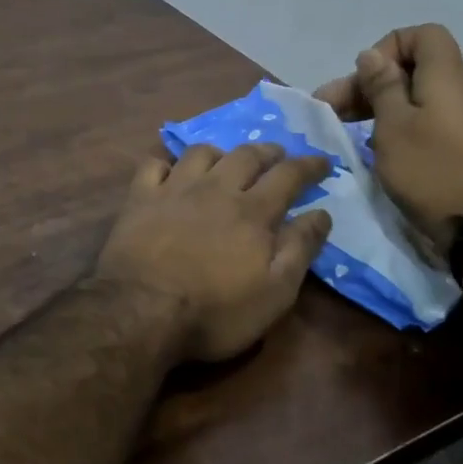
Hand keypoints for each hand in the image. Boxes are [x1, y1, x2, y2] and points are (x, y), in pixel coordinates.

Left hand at [96, 144, 332, 361]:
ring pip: (201, 153)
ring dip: (220, 152)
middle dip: (267, 152)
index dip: (309, 166)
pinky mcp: (139, 198)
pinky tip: (170, 171)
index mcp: (252, 212)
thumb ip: (300, 249)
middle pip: (245, 156)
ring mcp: (174, 190)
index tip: (322, 161)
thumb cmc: (214, 311)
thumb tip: (322, 213)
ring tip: (226, 159)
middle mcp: (215, 189)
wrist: (141, 311)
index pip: (288, 176)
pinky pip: (153, 165)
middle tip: (278, 154)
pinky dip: (166, 163)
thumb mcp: (274, 293)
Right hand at [313, 24, 462, 240]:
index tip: (365, 80)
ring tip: (354, 134)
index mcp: (446, 76)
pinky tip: (386, 153)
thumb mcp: (393, 126)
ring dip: (385, 109)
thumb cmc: (433, 170)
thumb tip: (371, 55)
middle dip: (372, 85)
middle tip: (334, 111)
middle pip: (416, 69)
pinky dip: (406, 128)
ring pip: (422, 98)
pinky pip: (434, 122)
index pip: (422, 35)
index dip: (388, 48)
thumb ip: (381, 87)